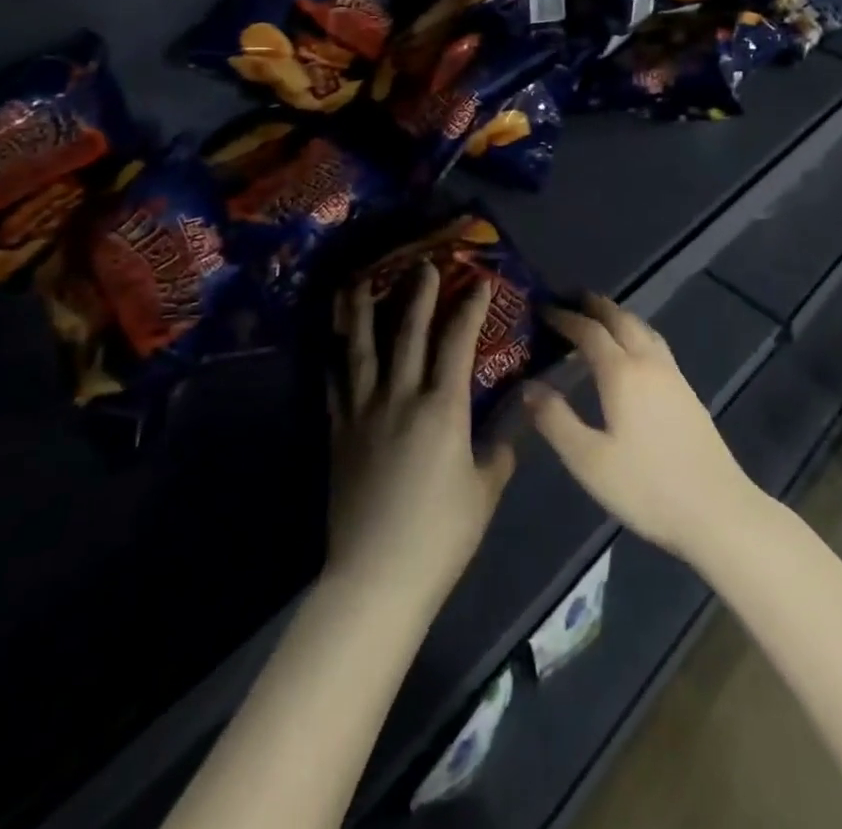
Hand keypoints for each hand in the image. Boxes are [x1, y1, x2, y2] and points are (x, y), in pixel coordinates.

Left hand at [326, 264, 516, 613]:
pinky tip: (333, 342)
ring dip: (360, 311)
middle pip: (408, 333)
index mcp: (443, 408)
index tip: (478, 283)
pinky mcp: (338, 433)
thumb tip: (508, 422)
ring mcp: (363, 413)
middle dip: (418, 294)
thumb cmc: (441, 534)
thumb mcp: (485, 489)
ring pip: (360, 349)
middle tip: (423, 265)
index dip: (470, 309)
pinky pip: (335, 385)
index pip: (458, 343)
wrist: (376, 577)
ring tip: (358, 281)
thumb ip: (499, 449)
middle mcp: (401, 397)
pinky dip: (335, 358)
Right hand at [524, 295, 764, 562]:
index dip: (565, 317)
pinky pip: (655, 344)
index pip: (589, 332)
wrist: (717, 509)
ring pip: (642, 328)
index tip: (543, 309)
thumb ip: (555, 420)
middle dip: (594, 305)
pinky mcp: (687, 391)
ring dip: (618, 316)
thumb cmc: (647, 487)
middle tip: (570, 299)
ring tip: (598, 317)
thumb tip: (528, 387)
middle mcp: (649, 362)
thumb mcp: (589, 461)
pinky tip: (631, 352)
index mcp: (622, 373)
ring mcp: (673, 375)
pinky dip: (635, 333)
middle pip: (621, 319)